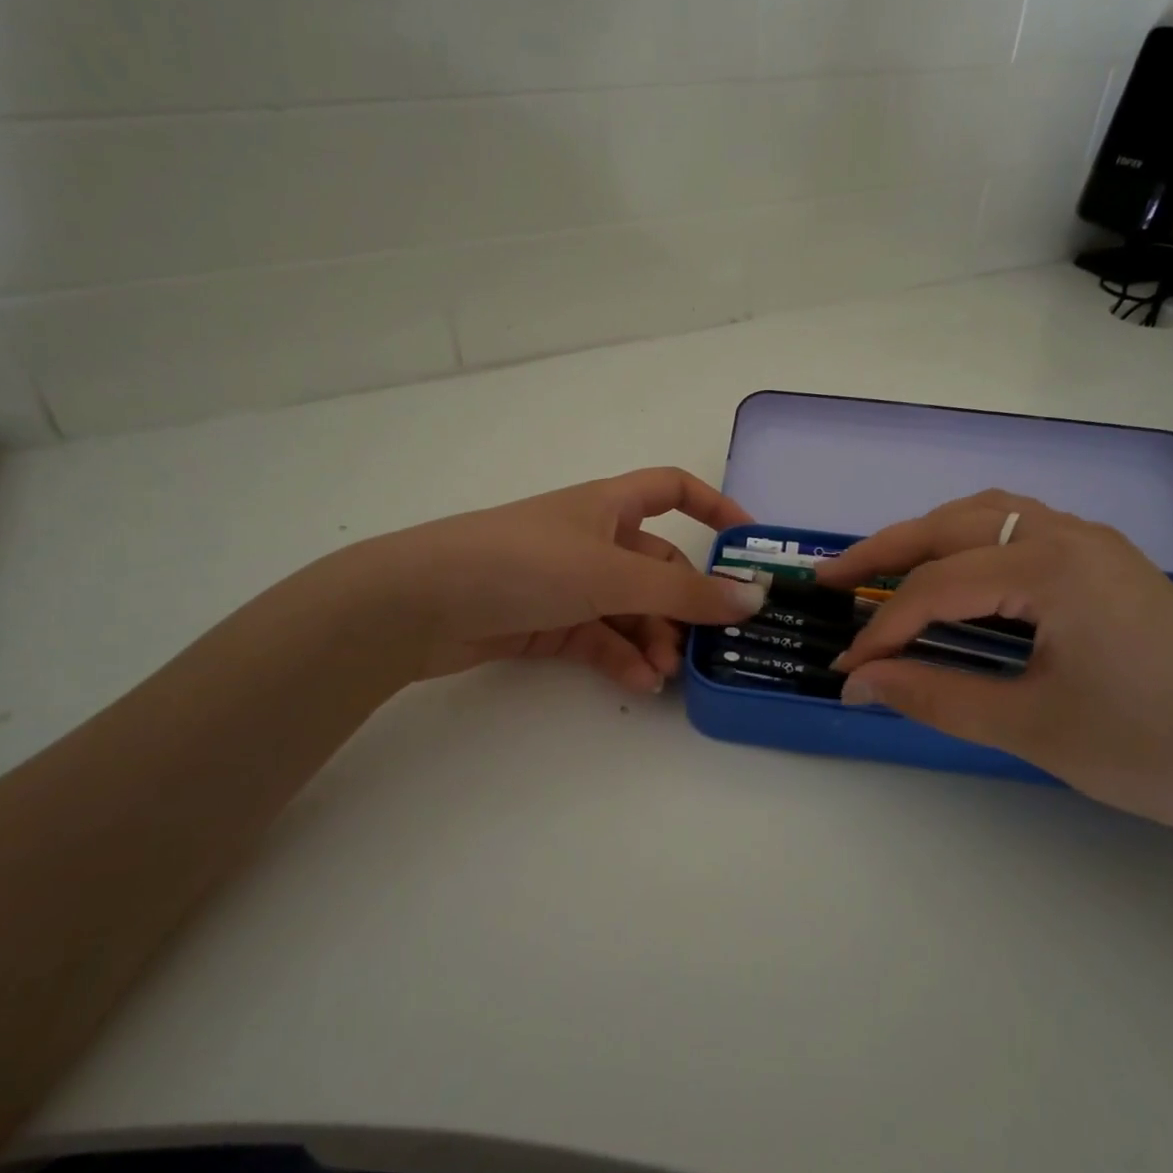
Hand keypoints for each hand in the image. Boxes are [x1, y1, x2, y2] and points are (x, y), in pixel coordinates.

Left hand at [323, 467, 767, 694]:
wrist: (420, 603)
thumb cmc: (524, 563)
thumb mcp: (612, 575)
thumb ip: (684, 594)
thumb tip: (753, 600)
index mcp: (609, 505)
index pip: (673, 489)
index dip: (714, 507)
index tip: (749, 543)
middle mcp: (593, 539)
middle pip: (658, 567)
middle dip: (683, 605)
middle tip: (703, 646)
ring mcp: (569, 582)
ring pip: (630, 609)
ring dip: (653, 639)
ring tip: (665, 674)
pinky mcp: (547, 621)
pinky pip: (599, 638)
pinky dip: (621, 658)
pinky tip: (638, 683)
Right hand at [816, 491, 1172, 838]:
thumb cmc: (1153, 751)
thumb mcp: (1031, 727)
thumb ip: (934, 696)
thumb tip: (858, 683)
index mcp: (1052, 568)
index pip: (937, 588)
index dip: (882, 629)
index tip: (847, 670)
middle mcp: (1069, 534)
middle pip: (952, 526)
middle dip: (884, 552)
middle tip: (830, 580)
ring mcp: (1093, 542)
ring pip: (987, 515)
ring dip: (927, 537)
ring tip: (882, 570)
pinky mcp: (1106, 561)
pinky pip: (1019, 529)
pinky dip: (969, 542)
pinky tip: (953, 573)